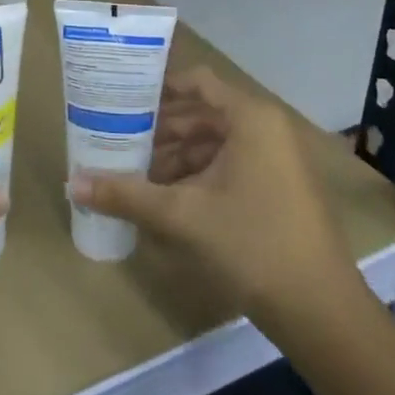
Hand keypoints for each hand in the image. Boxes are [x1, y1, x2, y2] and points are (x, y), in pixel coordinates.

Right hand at [69, 66, 361, 328]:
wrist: (321, 312)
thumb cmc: (252, 244)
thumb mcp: (181, 216)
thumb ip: (126, 194)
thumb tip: (72, 182)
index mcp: (250, 118)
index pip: (196, 82)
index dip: (158, 87)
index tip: (121, 98)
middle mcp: (266, 128)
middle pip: (203, 114)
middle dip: (160, 129)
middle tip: (118, 139)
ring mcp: (277, 160)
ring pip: (215, 143)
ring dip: (176, 156)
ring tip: (136, 173)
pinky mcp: (280, 188)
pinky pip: (230, 165)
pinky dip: (198, 175)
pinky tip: (168, 198)